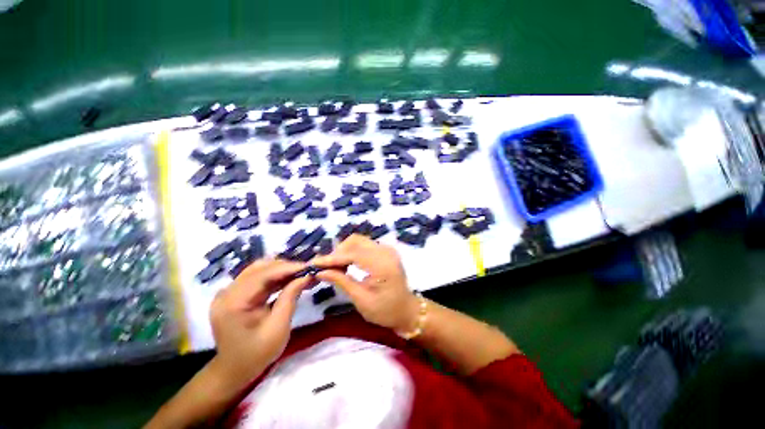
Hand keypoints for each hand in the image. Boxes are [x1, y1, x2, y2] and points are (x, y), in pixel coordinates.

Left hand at [209, 258, 312, 383]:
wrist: (235, 370)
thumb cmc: (257, 355)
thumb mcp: (277, 330)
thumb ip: (289, 301)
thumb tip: (304, 278)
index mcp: (233, 301)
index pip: (261, 276)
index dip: (285, 268)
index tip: (308, 267)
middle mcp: (225, 292)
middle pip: (256, 271)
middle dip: (282, 268)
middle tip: (306, 271)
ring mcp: (225, 293)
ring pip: (253, 274)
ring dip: (276, 273)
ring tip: (298, 275)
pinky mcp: (228, 297)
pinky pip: (249, 283)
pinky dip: (267, 281)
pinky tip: (283, 283)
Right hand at [312, 235, 418, 332]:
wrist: (407, 312)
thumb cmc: (386, 311)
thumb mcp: (361, 300)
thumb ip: (342, 282)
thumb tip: (320, 272)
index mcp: (383, 265)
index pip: (352, 254)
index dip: (331, 258)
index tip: (314, 264)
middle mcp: (386, 252)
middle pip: (354, 242)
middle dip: (336, 253)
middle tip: (323, 267)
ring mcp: (387, 250)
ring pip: (358, 242)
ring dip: (343, 252)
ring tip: (331, 268)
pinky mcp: (385, 252)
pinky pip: (363, 246)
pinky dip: (351, 252)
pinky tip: (343, 265)